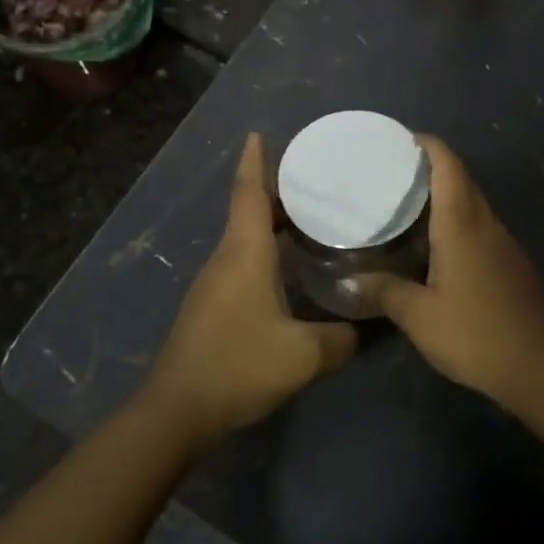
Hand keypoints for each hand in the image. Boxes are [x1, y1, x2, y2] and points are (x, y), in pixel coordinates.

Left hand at [142, 134, 357, 447]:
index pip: (249, 193)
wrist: (178, 410)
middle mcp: (226, 258)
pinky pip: (240, 261)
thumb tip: (365, 328)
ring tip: (309, 218)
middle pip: (249, 210)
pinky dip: (264, 249)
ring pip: (244, 237)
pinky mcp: (211, 305)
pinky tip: (287, 267)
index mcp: (244, 253)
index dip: (255, 161)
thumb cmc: (239, 365)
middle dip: (276, 191)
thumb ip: (341, 339)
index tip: (259, 133)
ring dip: (271, 222)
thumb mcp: (304, 355)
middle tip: (313, 181)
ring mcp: (214, 283)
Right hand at [361, 136, 543, 406]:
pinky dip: (456, 219)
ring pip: (472, 202)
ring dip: (444, 193)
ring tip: (405, 203)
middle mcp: (485, 224)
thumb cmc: (476, 334)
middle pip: (461, 179)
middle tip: (392, 171)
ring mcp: (503, 243)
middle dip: (430, 166)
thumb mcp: (419, 317)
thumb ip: (384, 292)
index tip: (399, 139)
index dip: (427, 145)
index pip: (448, 165)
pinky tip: (434, 243)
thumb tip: (350, 279)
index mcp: (462, 224)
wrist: (539, 368)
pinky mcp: (510, 262)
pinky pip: (479, 225)